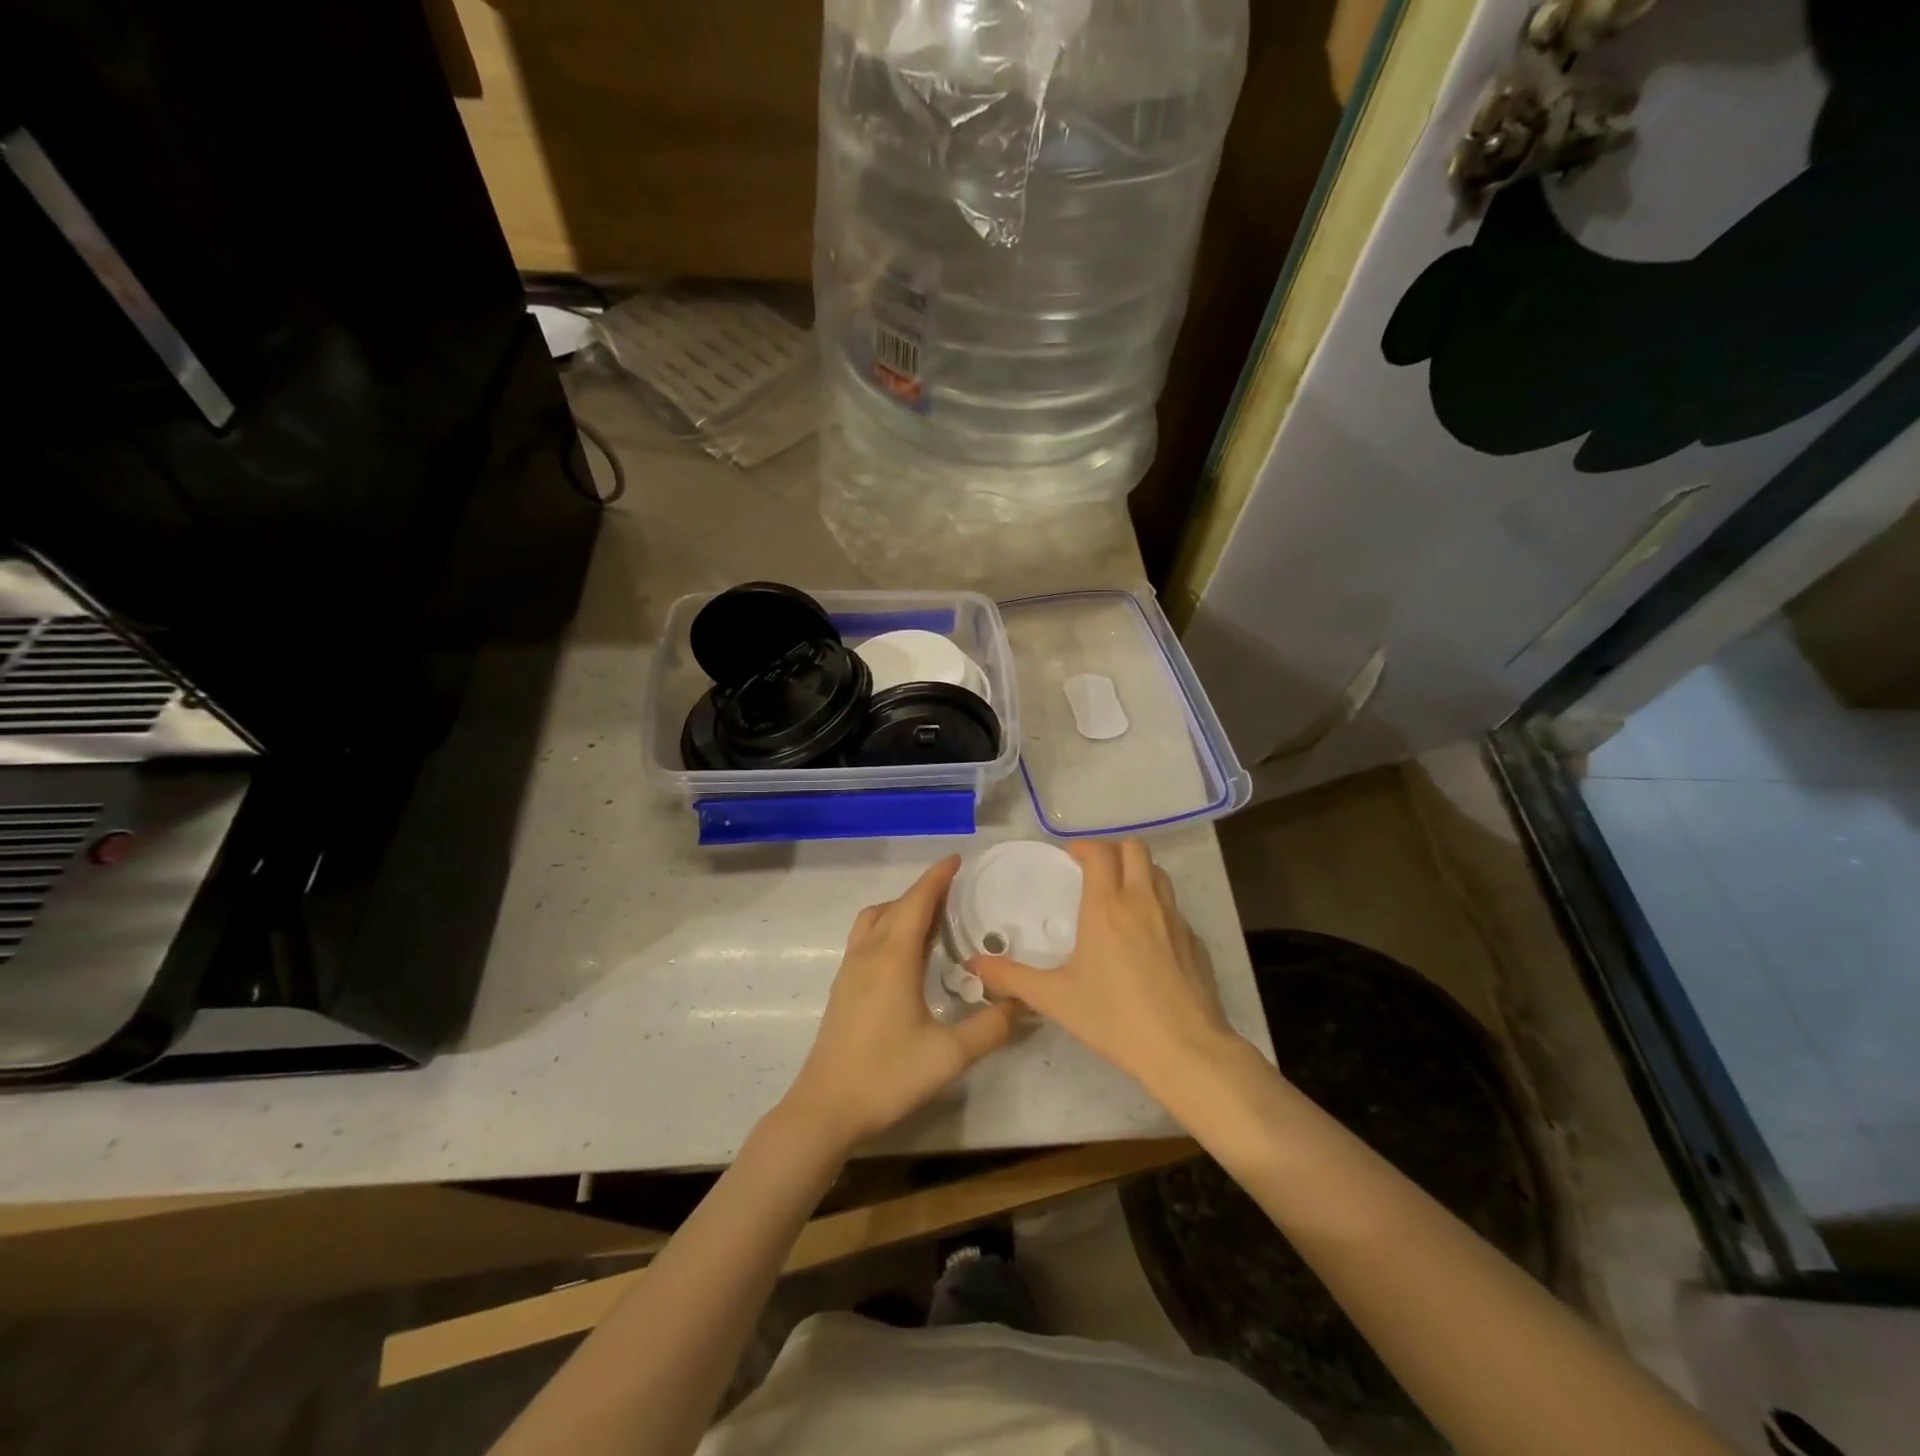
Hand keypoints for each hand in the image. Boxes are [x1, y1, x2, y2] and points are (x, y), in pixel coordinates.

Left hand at [780, 856, 1018, 1149]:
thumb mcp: (949, 1056)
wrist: (826, 1109)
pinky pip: (865, 939)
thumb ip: (989, 1028)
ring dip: (900, 908)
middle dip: (923, 891)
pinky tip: (905, 955)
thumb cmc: (887, 1076)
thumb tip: (1021, 1003)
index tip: (956, 860)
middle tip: (954, 891)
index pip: (916, 902)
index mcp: (893, 958)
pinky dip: (887, 928)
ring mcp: (850, 970)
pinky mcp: (843, 988)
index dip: (936, 878)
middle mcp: (868, 955)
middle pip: (894, 906)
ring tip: (930, 919)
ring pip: (874, 920)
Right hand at [971, 840, 1242, 1100]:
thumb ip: (1011, 977)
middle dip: (1113, 850)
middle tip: (1095, 870)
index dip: (1083, 847)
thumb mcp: (1055, 998)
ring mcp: (1174, 918)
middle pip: (1135, 849)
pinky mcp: (1194, 940)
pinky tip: (1146, 937)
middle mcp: (1142, 901)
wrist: (1184, 1049)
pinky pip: (1174, 907)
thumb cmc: (1113, 1018)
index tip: (1070, 857)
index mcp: (1106, 906)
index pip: (1099, 852)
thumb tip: (973, 964)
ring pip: (1158, 873)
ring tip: (1120, 895)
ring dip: (1138, 872)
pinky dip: (1157, 906)